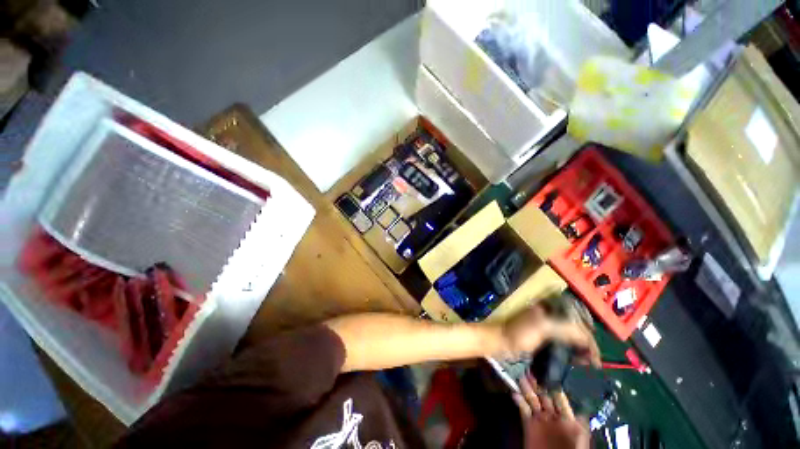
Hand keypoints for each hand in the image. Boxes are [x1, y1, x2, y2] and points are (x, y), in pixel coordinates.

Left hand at [502, 305, 599, 365]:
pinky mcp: (542, 335)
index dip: (589, 332)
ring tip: (587, 361)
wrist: (501, 342)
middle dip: (587, 340)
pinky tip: (575, 359)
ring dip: (581, 346)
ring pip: (570, 333)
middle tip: (593, 358)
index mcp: (549, 306)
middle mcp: (549, 312)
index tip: (595, 351)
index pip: (577, 315)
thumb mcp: (543, 328)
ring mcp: (546, 324)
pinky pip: (562, 340)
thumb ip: (566, 328)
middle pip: (576, 324)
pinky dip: (571, 348)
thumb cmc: (520, 333)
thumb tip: (588, 338)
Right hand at [513, 371, 589, 448]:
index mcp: (566, 418)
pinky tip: (514, 392)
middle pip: (543, 395)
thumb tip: (580, 406)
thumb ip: (581, 423)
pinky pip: (523, 410)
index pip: (559, 396)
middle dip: (537, 382)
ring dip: (526, 388)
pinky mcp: (528, 424)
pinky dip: (518, 401)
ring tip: (521, 376)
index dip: (552, 384)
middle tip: (529, 368)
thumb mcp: (581, 438)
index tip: (546, 370)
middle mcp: (552, 415)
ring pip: (532, 399)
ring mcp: (539, 419)